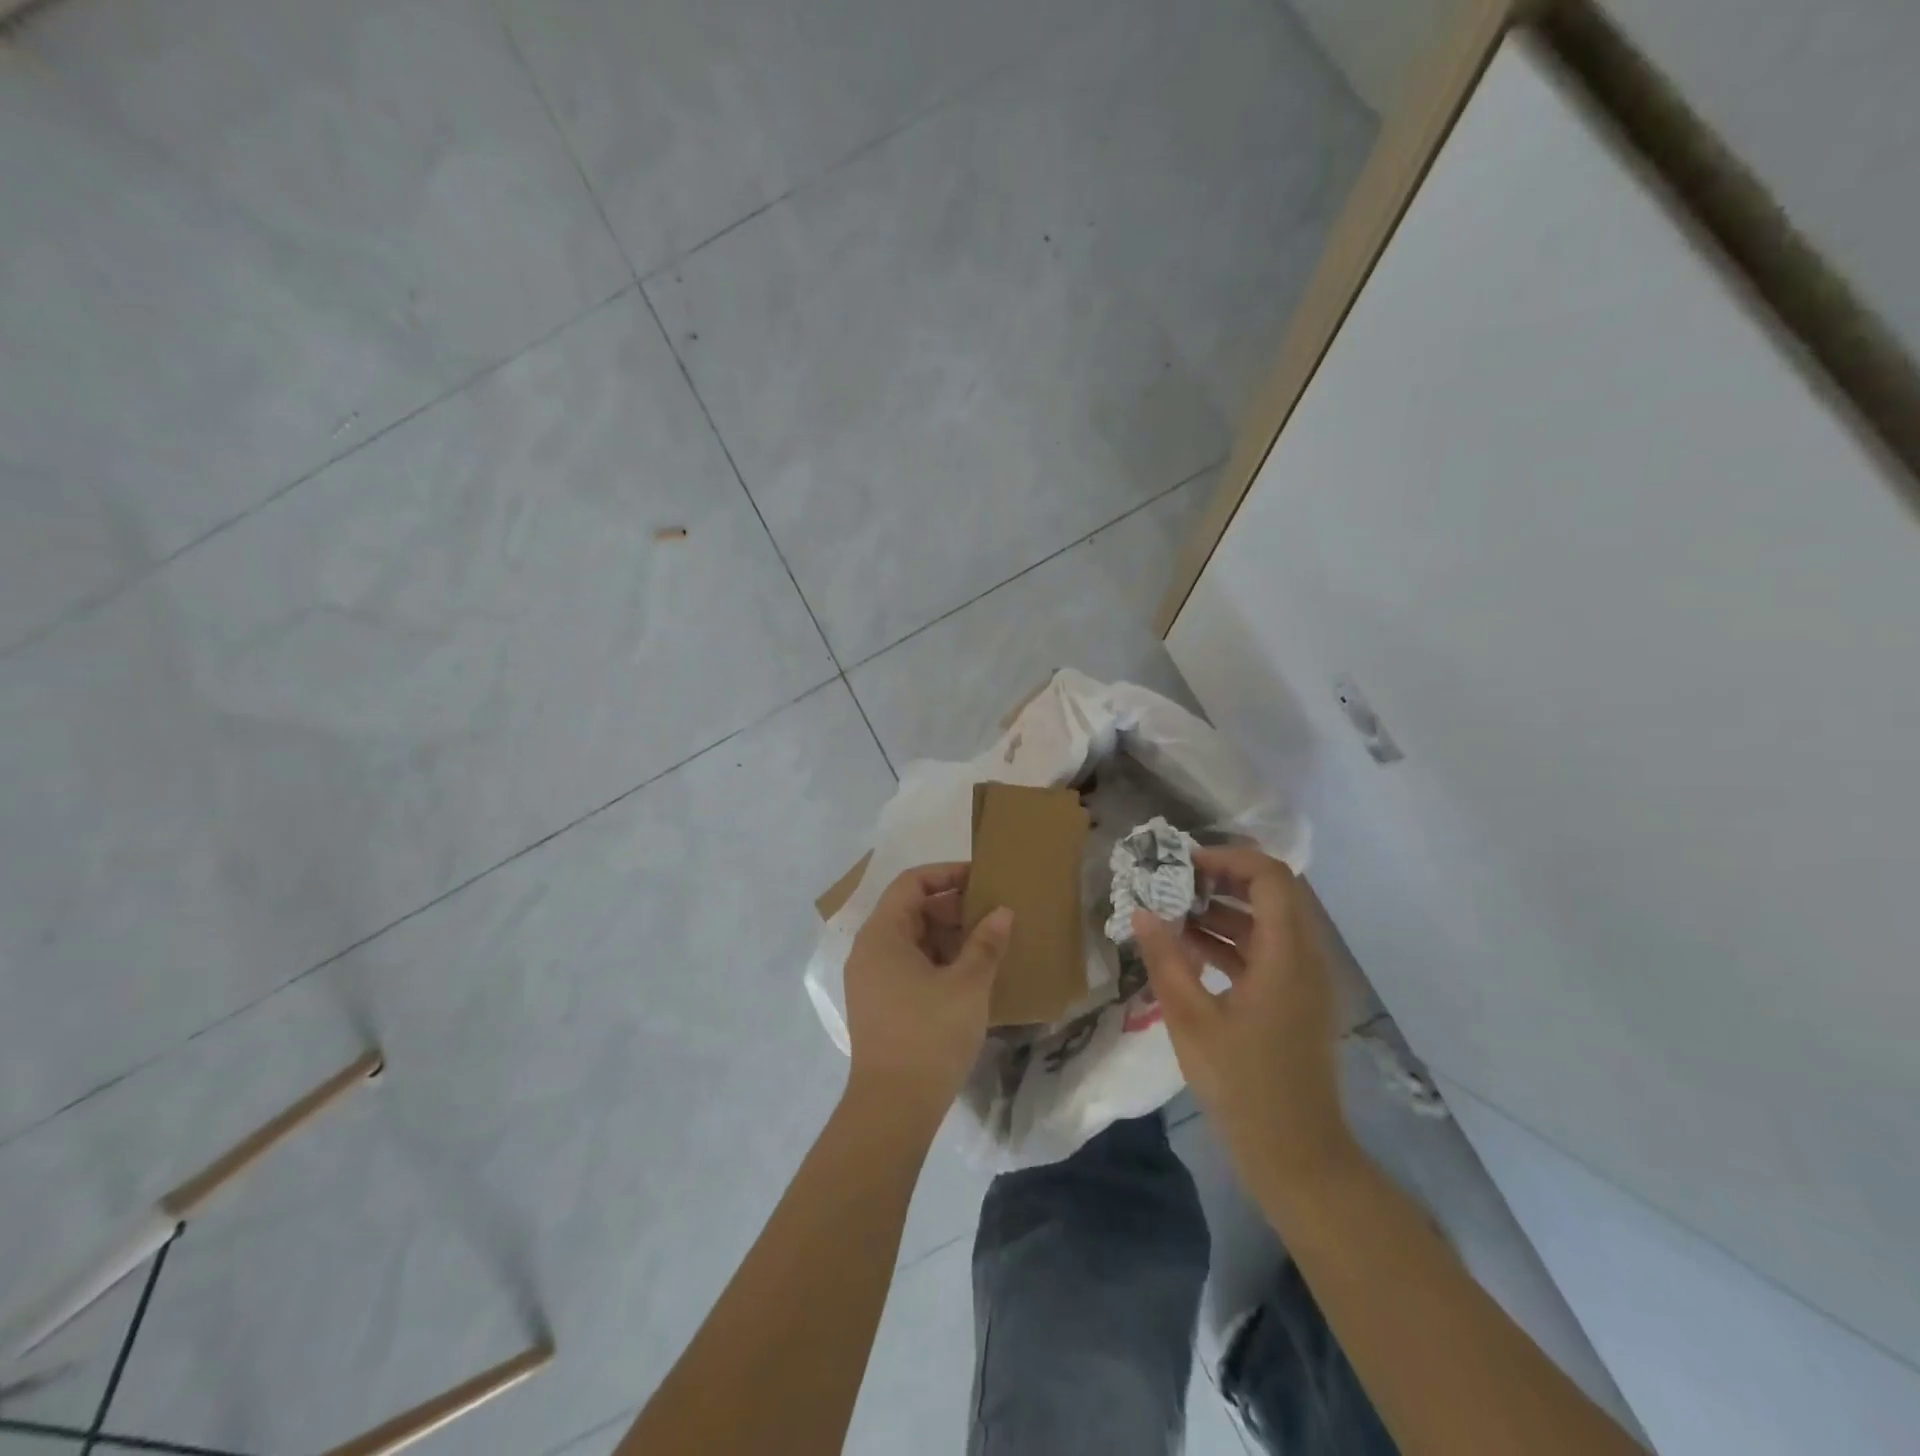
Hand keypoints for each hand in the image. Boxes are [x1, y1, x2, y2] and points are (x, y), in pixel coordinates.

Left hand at [843, 863, 1012, 1121]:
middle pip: (910, 909)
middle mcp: (868, 950)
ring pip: (910, 940)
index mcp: (882, 934)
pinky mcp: (877, 1004)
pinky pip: (906, 965)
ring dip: (946, 937)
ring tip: (984, 947)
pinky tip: (966, 977)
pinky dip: (935, 961)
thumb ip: (986, 942)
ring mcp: (869, 979)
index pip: (912, 883)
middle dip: (951, 908)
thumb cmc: (930, 1035)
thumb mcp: (968, 984)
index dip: (947, 874)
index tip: (982, 881)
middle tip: (990, 918)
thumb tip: (1002, 912)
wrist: (893, 1108)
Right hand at [1133, 845, 1352, 1190]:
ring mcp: (1305, 980)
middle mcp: (1306, 957)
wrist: (1297, 1154)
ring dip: (1225, 910)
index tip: (1184, 864)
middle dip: (1223, 880)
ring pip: (1269, 921)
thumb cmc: (1243, 1085)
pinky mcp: (1297, 1000)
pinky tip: (1191, 950)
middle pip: (1272, 893)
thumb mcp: (1191, 1019)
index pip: (1271, 877)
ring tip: (1174, 912)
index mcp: (1287, 955)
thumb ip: (1166, 959)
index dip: (1228, 858)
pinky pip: (1267, 951)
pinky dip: (1233, 941)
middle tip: (1175, 883)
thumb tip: (1141, 911)